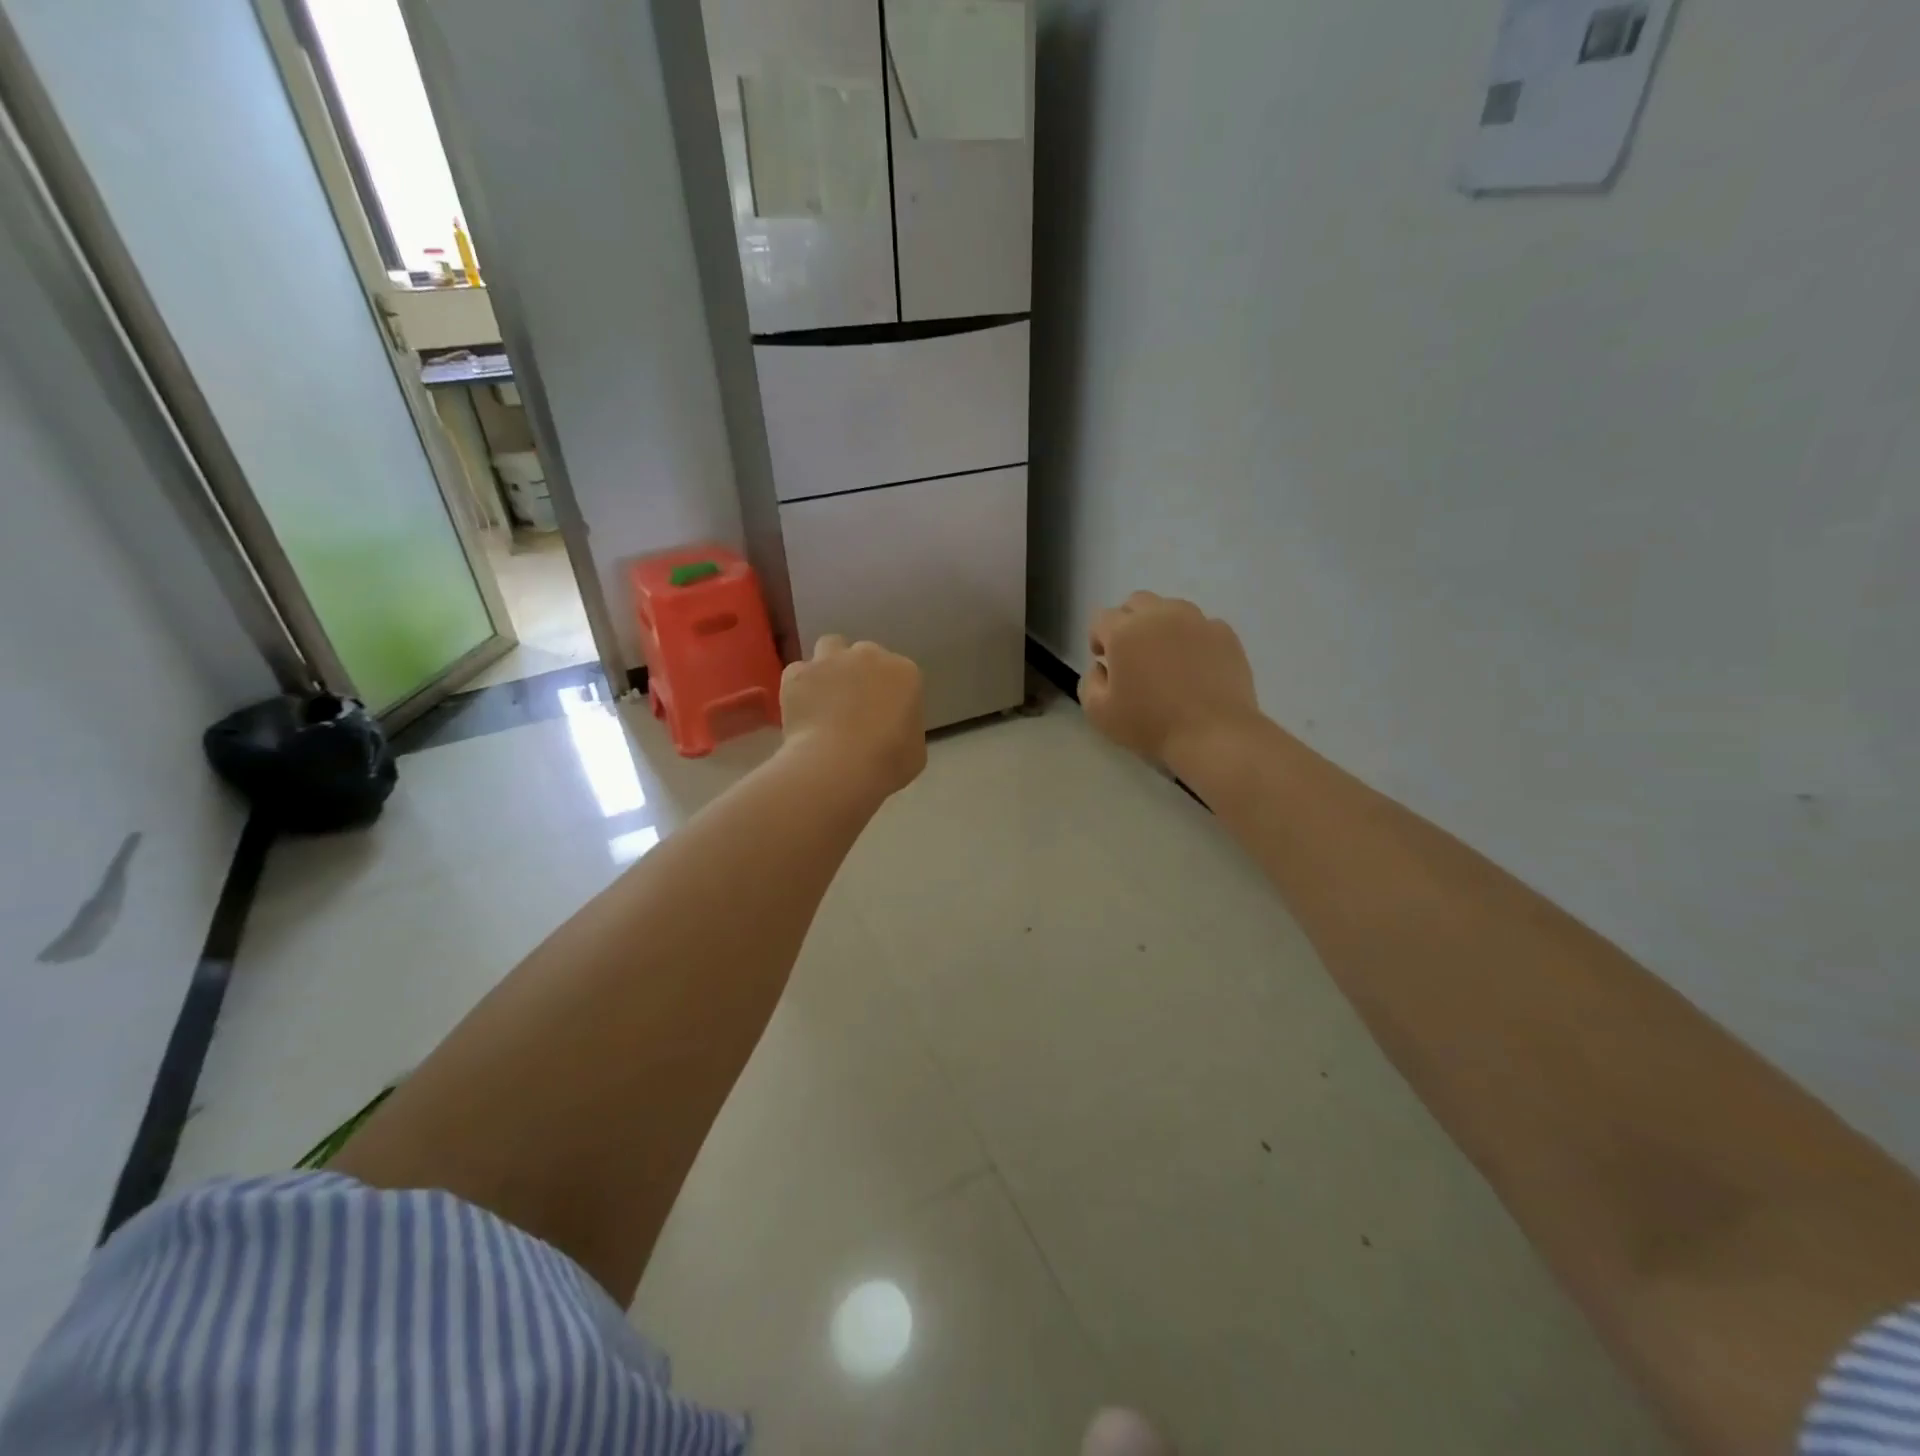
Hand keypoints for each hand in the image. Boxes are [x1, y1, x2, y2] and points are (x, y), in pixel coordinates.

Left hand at [780, 636, 926, 800]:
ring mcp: (831, 660)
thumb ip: (906, 729)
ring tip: (825, 694)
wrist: (839, 766)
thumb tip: (893, 730)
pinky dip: (800, 685)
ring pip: (830, 647)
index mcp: (905, 673)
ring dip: (830, 665)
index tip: (884, 716)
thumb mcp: (915, 751)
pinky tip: (801, 707)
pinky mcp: (799, 673)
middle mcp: (869, 655)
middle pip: (865, 654)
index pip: (899, 673)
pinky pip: (798, 672)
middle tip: (854, 705)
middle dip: (861, 673)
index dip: (889, 694)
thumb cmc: (887, 762)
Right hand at [1080, 592, 1261, 769]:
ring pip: (1171, 608)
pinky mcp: (1225, 634)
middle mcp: (1159, 615)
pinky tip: (1195, 666)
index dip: (1098, 638)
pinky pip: (1201, 625)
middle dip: (1128, 622)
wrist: (1213, 734)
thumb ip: (1089, 682)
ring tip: (1166, 657)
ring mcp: (1197, 621)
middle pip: (1136, 602)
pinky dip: (1192, 638)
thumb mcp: (1098, 713)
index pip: (1102, 618)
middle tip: (1132, 654)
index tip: (1104, 661)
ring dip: (1161, 625)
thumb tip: (1101, 667)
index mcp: (1125, 631)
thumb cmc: (1150, 724)